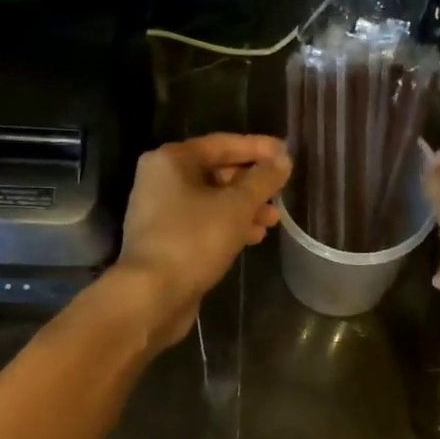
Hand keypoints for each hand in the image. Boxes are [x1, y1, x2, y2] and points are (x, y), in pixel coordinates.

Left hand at [112, 133, 290, 345]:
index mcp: (171, 160)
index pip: (222, 144)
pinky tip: (253, 236)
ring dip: (244, 207)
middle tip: (281, 191)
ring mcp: (161, 212)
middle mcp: (161, 180)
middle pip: (215, 171)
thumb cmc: (194, 239)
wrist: (152, 294)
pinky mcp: (166, 239)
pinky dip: (228, 225)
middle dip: (252, 183)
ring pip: (212, 200)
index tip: (287, 154)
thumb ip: (263, 179)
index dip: (258, 147)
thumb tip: (283, 159)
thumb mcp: (237, 206)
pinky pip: (203, 223)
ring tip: (273, 220)